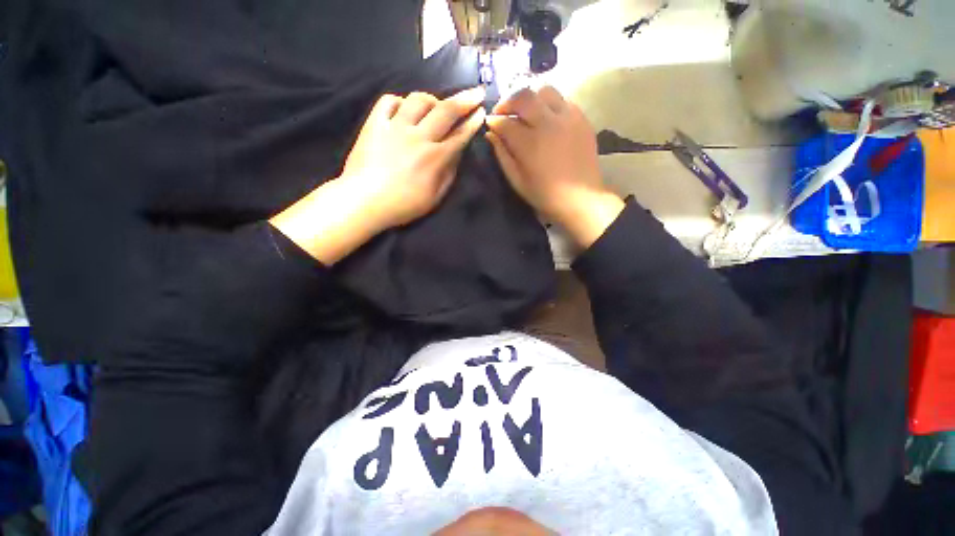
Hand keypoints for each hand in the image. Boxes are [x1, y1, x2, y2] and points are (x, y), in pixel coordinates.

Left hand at [271, 88, 485, 264]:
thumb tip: (457, 154)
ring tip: (435, 107)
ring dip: (432, 100)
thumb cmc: (403, 205)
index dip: (473, 122)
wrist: (364, 201)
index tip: (482, 111)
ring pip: (418, 100)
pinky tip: (404, 110)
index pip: (460, 135)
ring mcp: (396, 127)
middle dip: (465, 99)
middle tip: (476, 92)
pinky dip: (400, 102)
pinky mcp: (375, 124)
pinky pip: (389, 101)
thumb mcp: (434, 198)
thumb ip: (448, 174)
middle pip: (445, 110)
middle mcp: (419, 136)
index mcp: (435, 158)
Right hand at [485, 86, 623, 248]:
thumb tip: (491, 134)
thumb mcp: (517, 181)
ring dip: (531, 98)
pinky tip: (546, 119)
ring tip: (526, 113)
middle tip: (504, 112)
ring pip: (545, 90)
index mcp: (530, 143)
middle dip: (508, 101)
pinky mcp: (582, 118)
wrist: (580, 199)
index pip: (505, 122)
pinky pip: (563, 100)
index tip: (490, 124)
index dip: (494, 121)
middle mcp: (548, 123)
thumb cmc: (545, 195)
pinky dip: (549, 104)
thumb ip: (503, 155)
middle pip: (524, 96)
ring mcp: (568, 118)